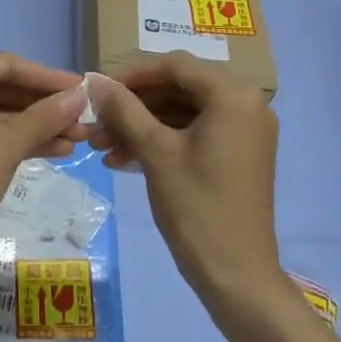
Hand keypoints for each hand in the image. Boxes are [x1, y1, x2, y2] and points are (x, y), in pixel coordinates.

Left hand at [0, 54, 89, 270]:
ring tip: (79, 138)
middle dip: (44, 105)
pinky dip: (19, 140)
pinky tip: (56, 150)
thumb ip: (45, 116)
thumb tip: (80, 96)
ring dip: (37, 125)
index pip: (6, 66)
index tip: (82, 88)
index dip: (47, 77)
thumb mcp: (7, 144)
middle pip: (3, 89)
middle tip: (83, 117)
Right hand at [90, 53, 280, 298]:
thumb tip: (95, 81)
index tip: (97, 90)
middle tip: (95, 122)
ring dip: (141, 126)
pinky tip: (122, 159)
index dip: (132, 74)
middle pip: (178, 88)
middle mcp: (245, 104)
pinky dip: (160, 141)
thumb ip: (124, 109)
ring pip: (181, 113)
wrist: (236, 275)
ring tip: (101, 146)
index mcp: (233, 95)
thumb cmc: (196, 206)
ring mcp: (243, 131)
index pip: (174, 66)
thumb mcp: (155, 151)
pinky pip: (193, 133)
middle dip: (133, 105)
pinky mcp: (237, 154)